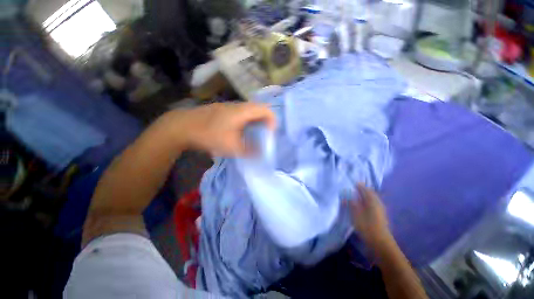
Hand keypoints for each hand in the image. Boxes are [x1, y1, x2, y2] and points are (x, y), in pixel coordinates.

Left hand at [164, 102, 275, 155]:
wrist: (182, 126)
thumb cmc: (210, 135)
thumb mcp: (232, 147)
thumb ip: (250, 151)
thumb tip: (261, 154)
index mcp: (244, 111)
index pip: (266, 110)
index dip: (272, 121)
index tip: (270, 134)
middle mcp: (239, 106)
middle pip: (259, 110)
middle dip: (265, 123)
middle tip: (264, 135)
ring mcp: (230, 107)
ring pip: (250, 112)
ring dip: (255, 122)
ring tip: (253, 135)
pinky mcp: (223, 110)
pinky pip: (241, 114)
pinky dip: (246, 122)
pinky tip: (240, 132)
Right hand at [348, 183, 391, 247]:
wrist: (380, 243)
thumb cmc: (367, 226)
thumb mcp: (355, 214)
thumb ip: (351, 203)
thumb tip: (346, 196)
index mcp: (372, 201)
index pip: (366, 190)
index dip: (360, 186)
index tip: (354, 183)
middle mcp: (378, 203)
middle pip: (370, 194)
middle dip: (363, 190)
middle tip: (355, 189)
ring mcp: (380, 210)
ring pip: (372, 200)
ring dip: (365, 197)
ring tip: (357, 196)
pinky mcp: (380, 216)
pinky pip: (373, 205)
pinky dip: (367, 202)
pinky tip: (363, 206)